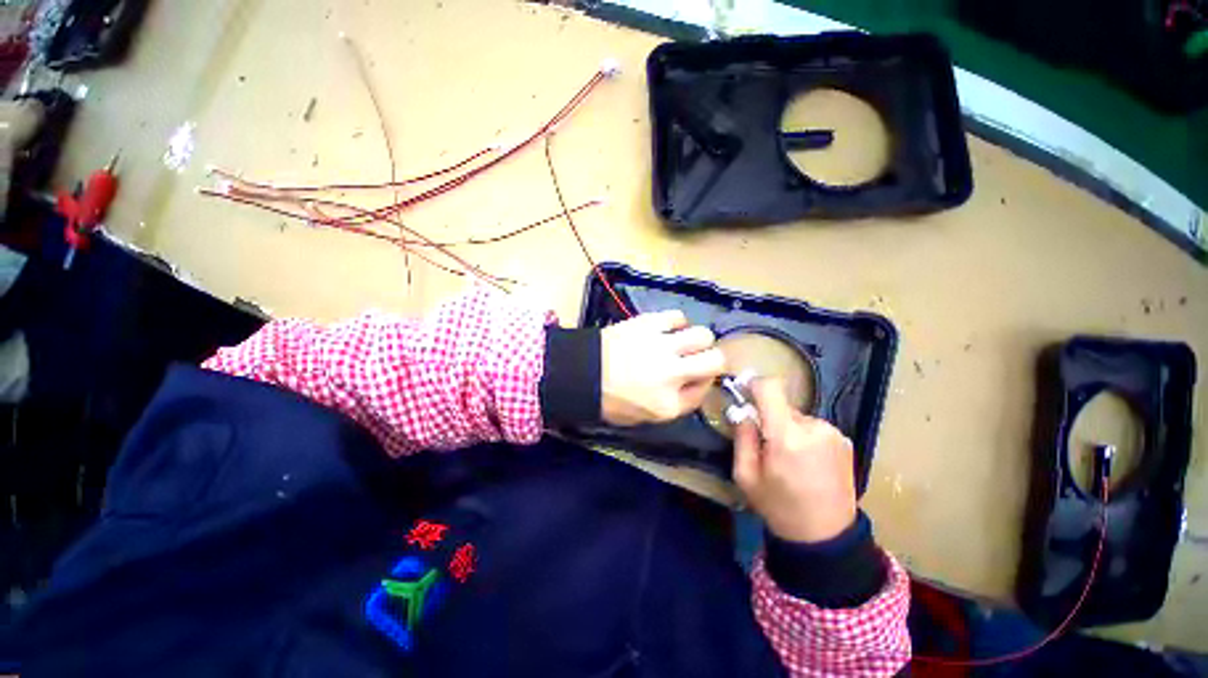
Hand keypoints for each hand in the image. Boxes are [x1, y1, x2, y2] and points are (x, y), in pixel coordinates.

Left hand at [600, 310, 725, 425]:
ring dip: (697, 340)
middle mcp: (672, 373)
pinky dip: (677, 322)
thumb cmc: (609, 399)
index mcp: (668, 404)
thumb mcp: (645, 416)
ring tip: (682, 342)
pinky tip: (668, 329)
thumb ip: (677, 403)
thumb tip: (697, 382)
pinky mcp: (648, 324)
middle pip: (716, 360)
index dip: (702, 383)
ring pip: (703, 335)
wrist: (580, 372)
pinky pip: (677, 317)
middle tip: (696, 359)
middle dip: (712, 360)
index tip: (693, 379)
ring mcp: (661, 346)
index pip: (704, 391)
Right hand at [733, 378, 857, 542]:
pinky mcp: (845, 441)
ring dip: (788, 429)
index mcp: (787, 436)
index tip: (744, 391)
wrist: (827, 537)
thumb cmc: (779, 507)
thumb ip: (742, 437)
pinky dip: (805, 437)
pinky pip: (814, 428)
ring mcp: (833, 433)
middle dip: (769, 418)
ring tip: (789, 459)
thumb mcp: (746, 476)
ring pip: (798, 417)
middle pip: (782, 405)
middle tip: (766, 445)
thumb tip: (742, 411)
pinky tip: (807, 463)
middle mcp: (814, 427)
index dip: (754, 384)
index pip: (770, 388)